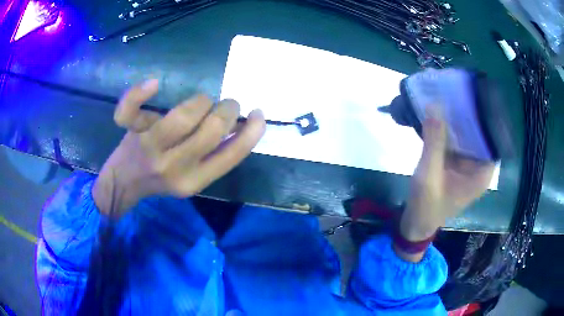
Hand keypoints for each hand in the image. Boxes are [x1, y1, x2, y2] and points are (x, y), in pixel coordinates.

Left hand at [92, 79, 265, 216]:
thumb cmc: (162, 178)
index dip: (251, 132)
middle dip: (227, 110)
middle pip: (211, 130)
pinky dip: (139, 93)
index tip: (257, 114)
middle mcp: (173, 166)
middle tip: (226, 106)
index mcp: (194, 181)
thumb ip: (216, 156)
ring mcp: (150, 147)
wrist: (125, 182)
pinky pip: (130, 110)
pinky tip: (153, 85)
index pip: (231, 155)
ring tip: (202, 102)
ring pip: (184, 115)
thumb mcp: (194, 177)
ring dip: (201, 101)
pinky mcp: (132, 132)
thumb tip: (240, 126)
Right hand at [400, 106, 494, 241]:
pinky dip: (450, 128)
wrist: (416, 223)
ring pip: (468, 135)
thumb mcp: (429, 175)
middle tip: (458, 89)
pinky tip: (441, 113)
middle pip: (480, 134)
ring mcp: (468, 164)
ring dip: (458, 119)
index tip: (476, 95)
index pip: (493, 139)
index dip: (486, 117)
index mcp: (481, 173)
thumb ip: (434, 141)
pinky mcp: (457, 163)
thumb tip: (434, 104)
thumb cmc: (427, 205)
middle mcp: (478, 167)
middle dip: (470, 114)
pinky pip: (457, 140)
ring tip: (450, 94)